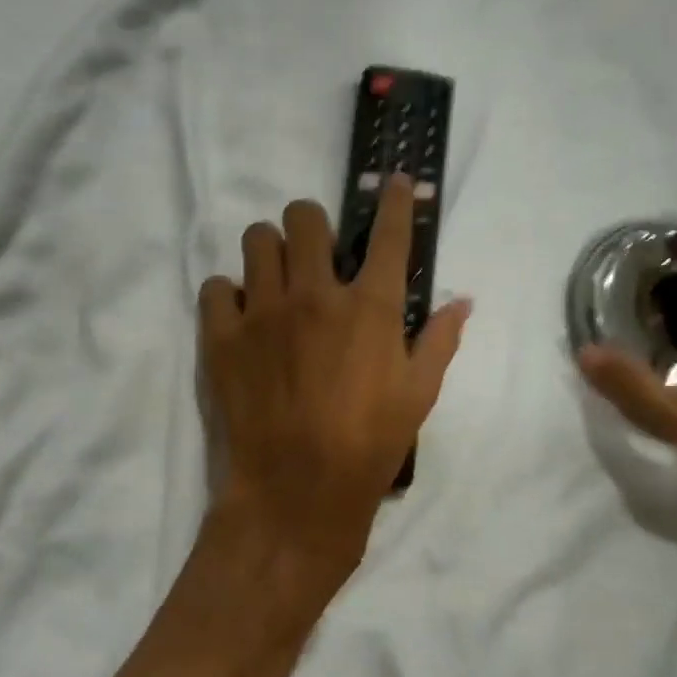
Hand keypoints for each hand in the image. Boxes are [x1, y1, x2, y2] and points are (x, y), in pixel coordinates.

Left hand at [198, 175, 470, 610]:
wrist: (296, 492)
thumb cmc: (368, 447)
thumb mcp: (419, 397)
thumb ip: (440, 341)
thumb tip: (461, 300)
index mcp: (371, 307)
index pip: (389, 234)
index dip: (395, 201)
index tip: (395, 183)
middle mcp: (315, 294)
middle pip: (305, 217)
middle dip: (311, 224)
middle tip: (314, 252)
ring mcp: (264, 311)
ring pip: (256, 238)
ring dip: (269, 250)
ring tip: (274, 278)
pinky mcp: (222, 335)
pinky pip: (215, 286)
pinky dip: (227, 294)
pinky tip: (240, 316)